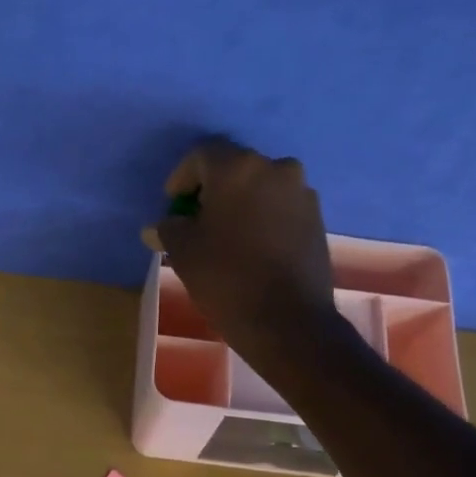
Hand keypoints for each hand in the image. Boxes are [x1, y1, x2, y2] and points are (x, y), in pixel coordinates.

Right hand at [145, 138, 339, 371]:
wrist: (287, 321)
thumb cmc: (226, 278)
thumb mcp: (184, 252)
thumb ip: (169, 229)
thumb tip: (158, 227)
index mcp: (238, 168)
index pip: (201, 155)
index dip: (182, 178)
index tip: (173, 205)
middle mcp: (275, 168)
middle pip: (234, 169)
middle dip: (212, 190)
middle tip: (196, 220)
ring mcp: (301, 193)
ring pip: (260, 188)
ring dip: (240, 204)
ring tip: (225, 236)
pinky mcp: (317, 219)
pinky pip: (280, 208)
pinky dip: (263, 218)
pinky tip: (252, 247)